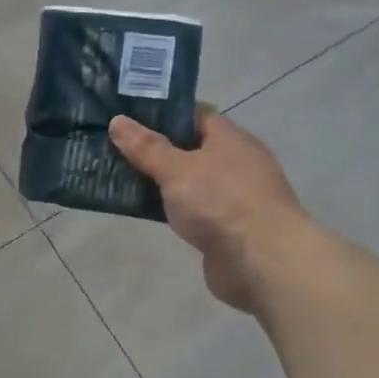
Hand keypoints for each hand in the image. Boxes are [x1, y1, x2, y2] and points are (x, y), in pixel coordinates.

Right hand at [108, 109, 309, 314]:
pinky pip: (192, 209)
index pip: (195, 115)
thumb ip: (147, 148)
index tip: (129, 117)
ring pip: (189, 181)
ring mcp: (233, 197)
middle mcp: (236, 163)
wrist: (262, 263)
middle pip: (191, 148)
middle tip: (116, 148)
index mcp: (230, 139)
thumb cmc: (221, 203)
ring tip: (121, 178)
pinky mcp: (227, 228)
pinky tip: (146, 211)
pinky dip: (172, 208)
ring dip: (162, 182)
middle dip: (156, 149)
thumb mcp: (177, 170)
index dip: (162, 114)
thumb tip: (118, 120)